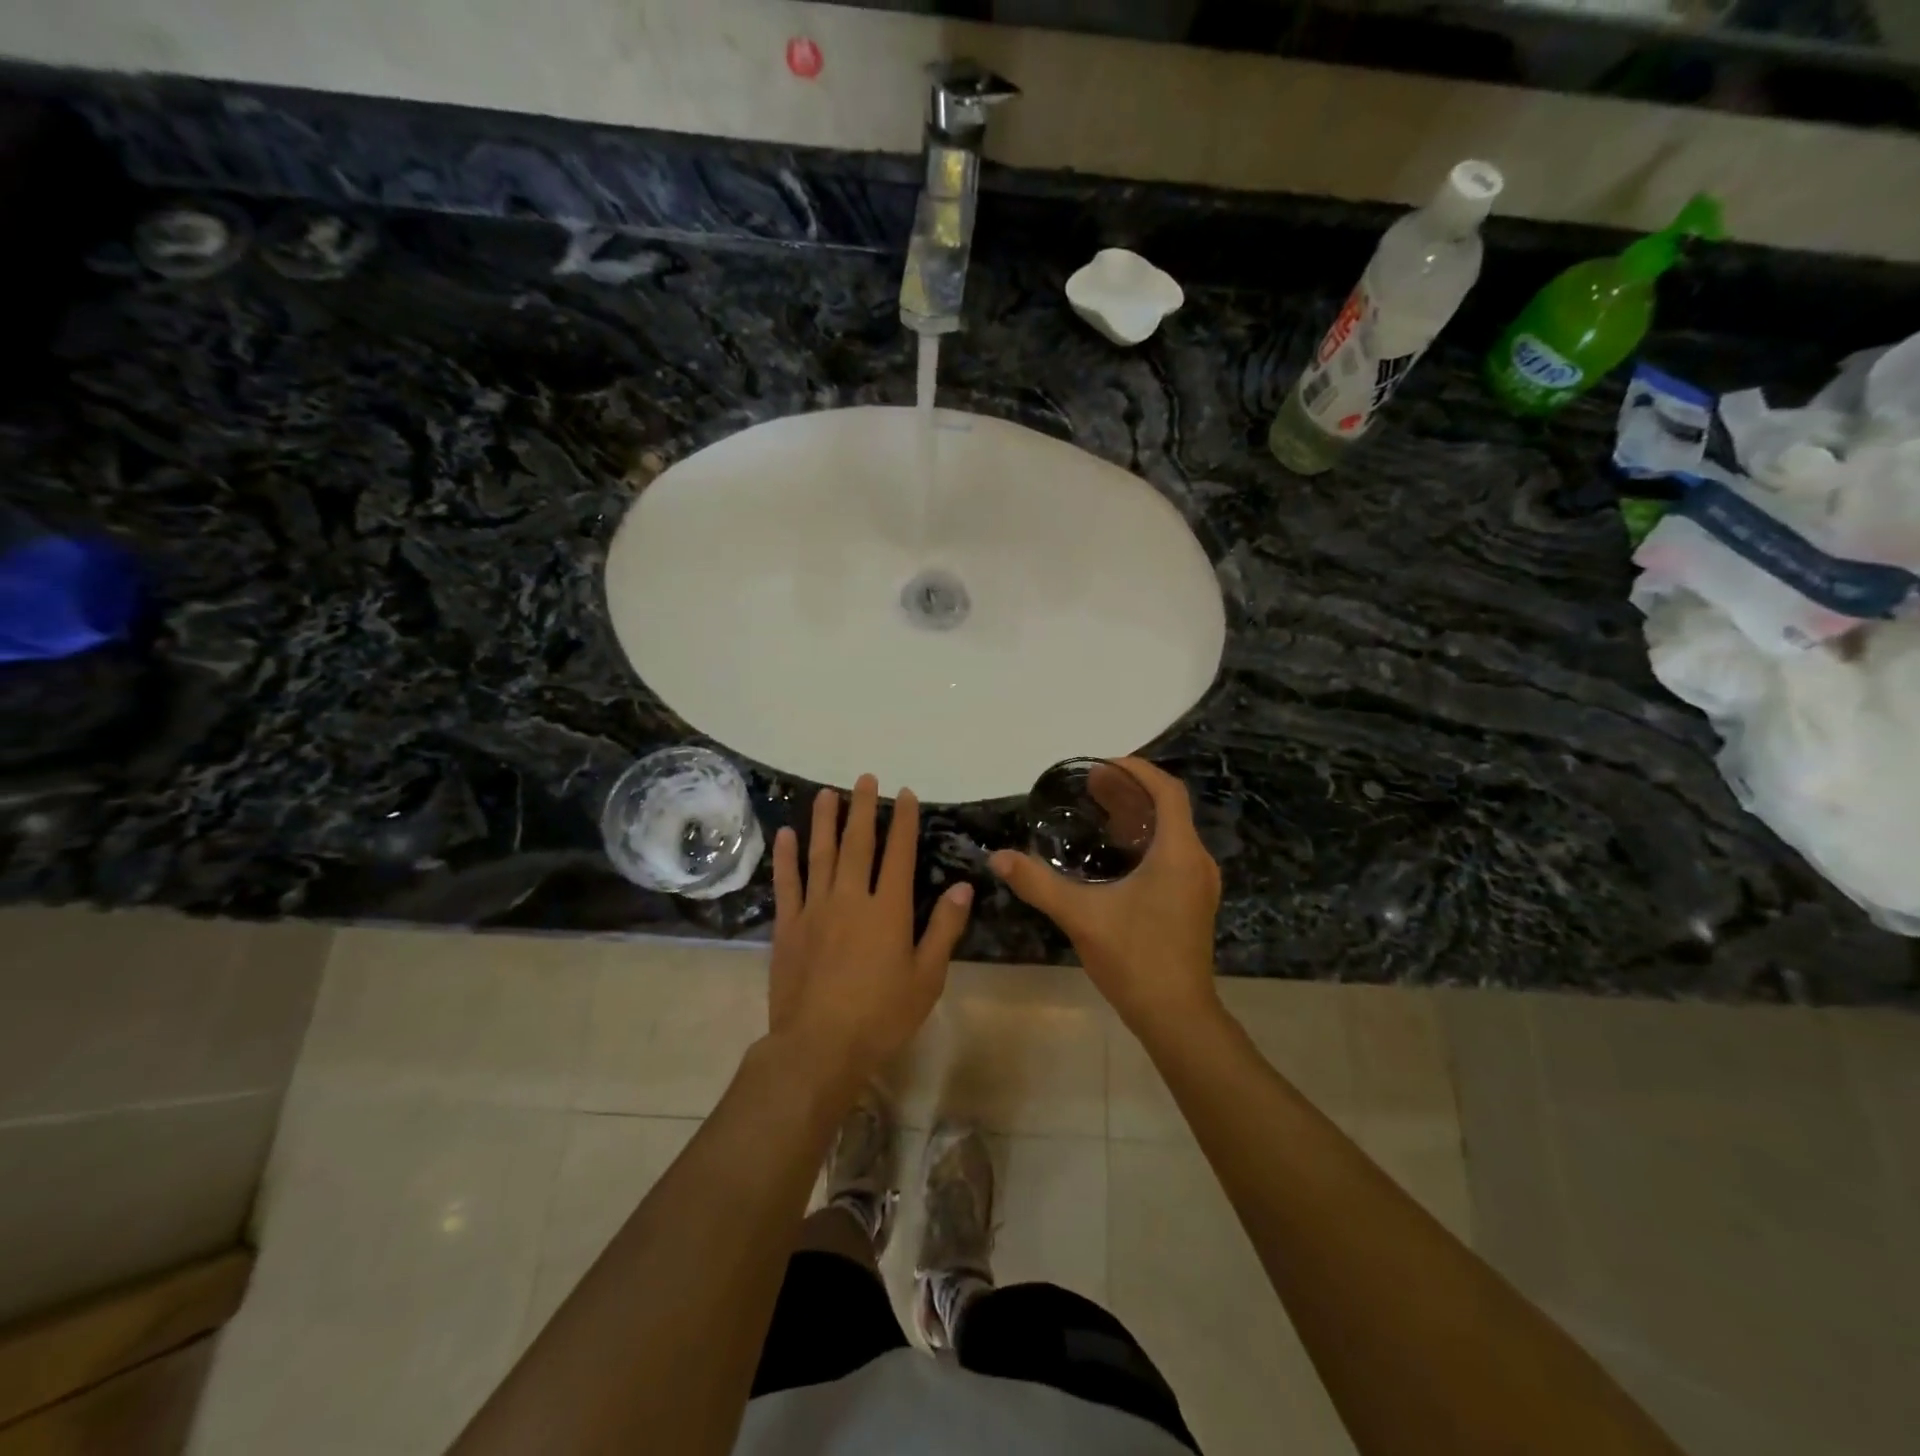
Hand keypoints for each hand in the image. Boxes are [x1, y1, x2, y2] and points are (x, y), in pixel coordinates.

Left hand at [769, 775, 972, 1081]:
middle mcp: (851, 898)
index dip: (903, 822)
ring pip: (821, 854)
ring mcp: (815, 909)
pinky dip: (787, 857)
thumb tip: (963, 886)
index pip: (899, 854)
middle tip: (865, 778)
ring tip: (828, 794)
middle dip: (863, 808)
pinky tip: (786, 835)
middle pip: (858, 843)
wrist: (819, 1046)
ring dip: (824, 821)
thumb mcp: (926, 977)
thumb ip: (944, 928)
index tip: (904, 794)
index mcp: (889, 909)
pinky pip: (787, 883)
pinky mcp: (788, 926)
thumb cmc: (881, 1015)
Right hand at [991, 757, 1220, 1030]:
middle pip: (1167, 809)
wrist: (1177, 1016)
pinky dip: (1144, 843)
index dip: (1136, 770)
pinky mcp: (1192, 903)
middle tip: (1090, 785)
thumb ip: (1038, 883)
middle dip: (1129, 792)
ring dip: (1137, 818)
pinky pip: (1172, 855)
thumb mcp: (1081, 916)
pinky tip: (1113, 857)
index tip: (1101, 765)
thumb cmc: (1135, 958)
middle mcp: (1196, 861)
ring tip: (1098, 812)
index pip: (1166, 791)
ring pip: (1170, 833)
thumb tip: (998, 858)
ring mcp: (1198, 884)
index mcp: (1178, 853)